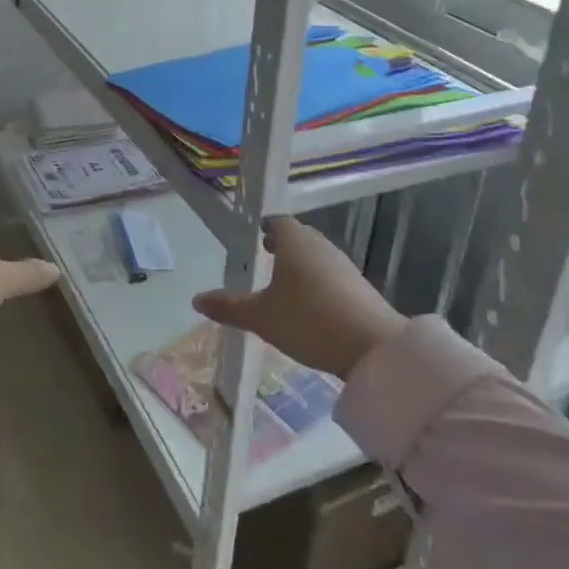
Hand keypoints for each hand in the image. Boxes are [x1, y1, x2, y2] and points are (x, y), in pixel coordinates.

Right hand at [193, 216, 407, 379]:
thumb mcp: (261, 317)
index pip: (278, 221)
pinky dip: (318, 282)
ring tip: (285, 282)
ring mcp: (344, 265)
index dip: (266, 227)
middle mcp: (320, 245)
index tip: (256, 235)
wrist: (372, 347)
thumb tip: (196, 299)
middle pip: (299, 236)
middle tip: (266, 254)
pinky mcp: (360, 287)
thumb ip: (229, 307)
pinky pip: (332, 275)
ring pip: (317, 255)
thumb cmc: (308, 320)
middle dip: (283, 243)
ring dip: (301, 263)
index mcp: (294, 241)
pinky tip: (311, 304)